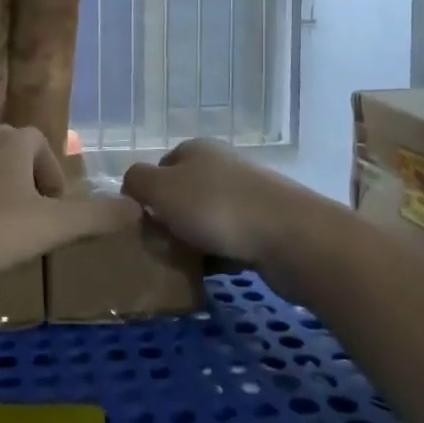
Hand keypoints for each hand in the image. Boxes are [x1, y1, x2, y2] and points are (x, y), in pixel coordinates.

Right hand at [121, 138, 316, 272]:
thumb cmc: (217, 207)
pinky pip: (228, 240)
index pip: (158, 167)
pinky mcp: (265, 225)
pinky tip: (210, 273)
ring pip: (205, 219)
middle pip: (181, 195)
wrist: (291, 237)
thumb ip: (137, 181)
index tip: (140, 224)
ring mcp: (247, 195)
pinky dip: (217, 255)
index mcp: (195, 150)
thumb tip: (132, 187)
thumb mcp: (161, 189)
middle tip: (158, 248)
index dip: (145, 195)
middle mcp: (221, 166)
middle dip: (168, 222)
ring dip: (192, 241)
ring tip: (182, 265)